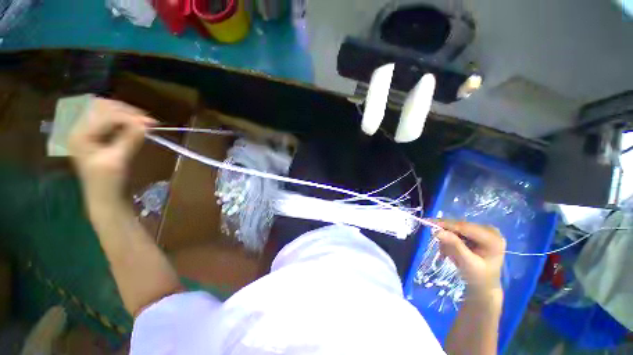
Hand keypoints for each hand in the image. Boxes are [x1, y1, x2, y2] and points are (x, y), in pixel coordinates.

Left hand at [68, 98, 154, 201]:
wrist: (107, 198)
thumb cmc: (108, 183)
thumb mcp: (118, 161)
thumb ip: (129, 140)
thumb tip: (145, 124)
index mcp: (80, 135)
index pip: (104, 115)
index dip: (128, 116)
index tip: (151, 124)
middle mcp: (82, 130)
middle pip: (103, 108)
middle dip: (127, 112)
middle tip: (149, 122)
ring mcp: (91, 134)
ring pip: (109, 112)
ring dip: (129, 115)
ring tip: (147, 124)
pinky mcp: (101, 138)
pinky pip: (114, 122)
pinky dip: (128, 122)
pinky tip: (139, 128)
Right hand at [433, 220, 505, 297]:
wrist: (484, 286)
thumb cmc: (478, 278)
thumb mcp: (467, 263)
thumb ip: (454, 246)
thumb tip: (437, 231)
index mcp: (493, 238)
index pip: (465, 227)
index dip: (445, 224)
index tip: (428, 222)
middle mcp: (490, 230)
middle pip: (460, 226)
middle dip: (446, 234)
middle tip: (438, 246)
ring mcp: (483, 230)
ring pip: (456, 228)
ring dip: (447, 239)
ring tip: (446, 253)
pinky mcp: (477, 232)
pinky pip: (457, 231)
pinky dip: (450, 239)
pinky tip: (450, 251)